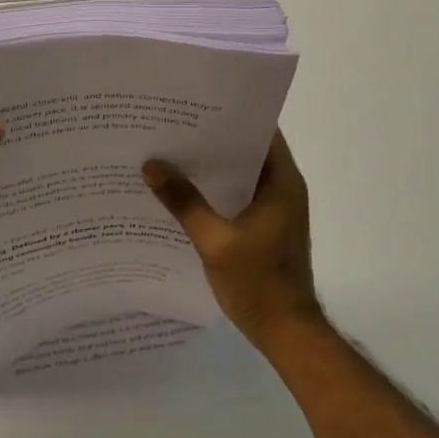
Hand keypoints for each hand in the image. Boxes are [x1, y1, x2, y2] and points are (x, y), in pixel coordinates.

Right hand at [143, 131, 325, 347]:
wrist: (287, 333)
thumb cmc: (258, 283)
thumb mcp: (214, 241)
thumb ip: (184, 202)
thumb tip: (152, 165)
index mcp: (282, 182)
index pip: (262, 131)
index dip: (232, 115)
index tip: (197, 104)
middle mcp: (283, 189)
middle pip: (248, 152)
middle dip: (213, 140)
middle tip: (173, 126)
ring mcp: (276, 210)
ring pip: (241, 176)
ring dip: (212, 168)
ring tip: (172, 154)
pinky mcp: (266, 229)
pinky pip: (238, 198)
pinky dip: (216, 192)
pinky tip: (183, 194)